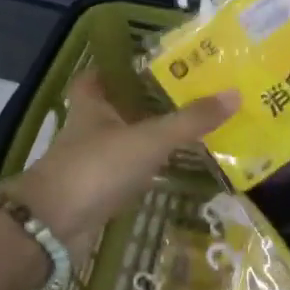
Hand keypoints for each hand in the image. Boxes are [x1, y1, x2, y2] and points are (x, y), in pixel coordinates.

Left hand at [4, 71, 237, 250]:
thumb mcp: (149, 139)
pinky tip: (170, 171)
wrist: (55, 225)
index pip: (95, 77)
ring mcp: (90, 163)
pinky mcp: (96, 193)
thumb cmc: (97, 167)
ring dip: (145, 138)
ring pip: (121, 143)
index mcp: (92, 105)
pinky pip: (125, 175)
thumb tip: (234, 94)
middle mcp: (88, 130)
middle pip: (113, 109)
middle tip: (181, 97)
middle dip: (141, 104)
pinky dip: (144, 172)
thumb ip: (190, 120)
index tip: (143, 64)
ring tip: (186, 131)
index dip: (113, 68)